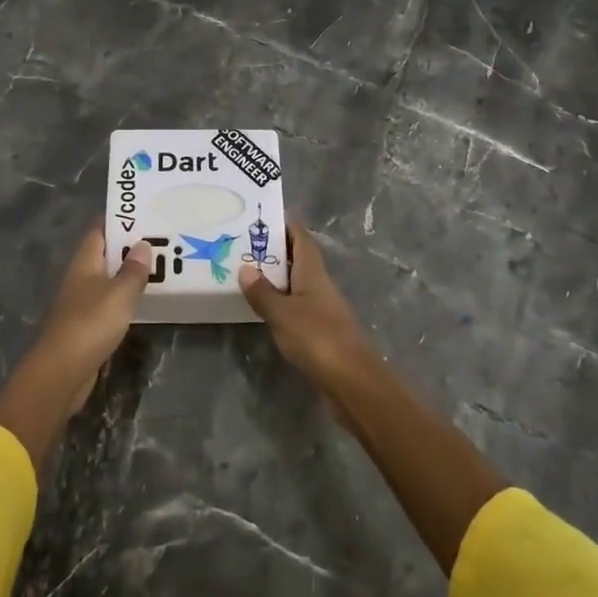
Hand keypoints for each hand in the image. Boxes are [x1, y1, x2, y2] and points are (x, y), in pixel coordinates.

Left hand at [0, 229, 151, 468]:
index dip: (118, 220)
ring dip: (127, 274)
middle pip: (104, 255)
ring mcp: (80, 303)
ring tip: (158, 266)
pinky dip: (124, 299)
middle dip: (128, 247)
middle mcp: (79, 278)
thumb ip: (132, 270)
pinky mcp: (85, 327)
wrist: (61, 373)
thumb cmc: (90, 324)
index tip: (143, 212)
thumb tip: (143, 244)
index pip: (99, 231)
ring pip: (107, 280)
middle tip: (160, 239)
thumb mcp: (119, 294)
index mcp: (84, 263)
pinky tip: (142, 301)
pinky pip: (108, 304)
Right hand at [237, 221, 372, 383]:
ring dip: (277, 277)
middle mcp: (320, 286)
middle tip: (246, 243)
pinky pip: (297, 307)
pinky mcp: (321, 332)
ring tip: (248, 272)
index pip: (301, 238)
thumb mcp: (282, 313)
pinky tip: (264, 308)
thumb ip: (263, 292)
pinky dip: (280, 302)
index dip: (287, 224)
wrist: (352, 382)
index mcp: (313, 273)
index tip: (266, 215)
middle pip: (299, 259)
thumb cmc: (317, 338)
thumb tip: (245, 268)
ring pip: (297, 284)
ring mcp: (322, 310)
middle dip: (277, 250)